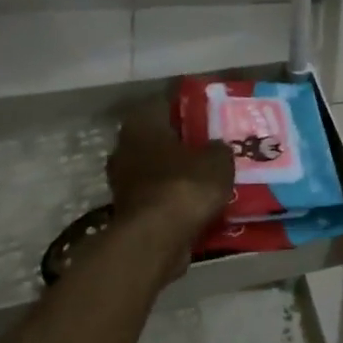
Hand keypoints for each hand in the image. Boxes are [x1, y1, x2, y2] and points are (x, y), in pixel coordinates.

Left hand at [107, 99, 233, 237]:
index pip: (164, 103)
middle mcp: (125, 148)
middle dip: (184, 142)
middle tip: (213, 144)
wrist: (157, 238)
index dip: (188, 107)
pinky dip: (176, 197)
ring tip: (210, 175)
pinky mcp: (130, 210)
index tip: (210, 113)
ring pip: (158, 168)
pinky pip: (159, 195)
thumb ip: (218, 148)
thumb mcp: (218, 159)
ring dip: (179, 172)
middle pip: (159, 138)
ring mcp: (123, 181)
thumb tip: (216, 147)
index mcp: (142, 124)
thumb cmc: (185, 185)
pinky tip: (199, 201)